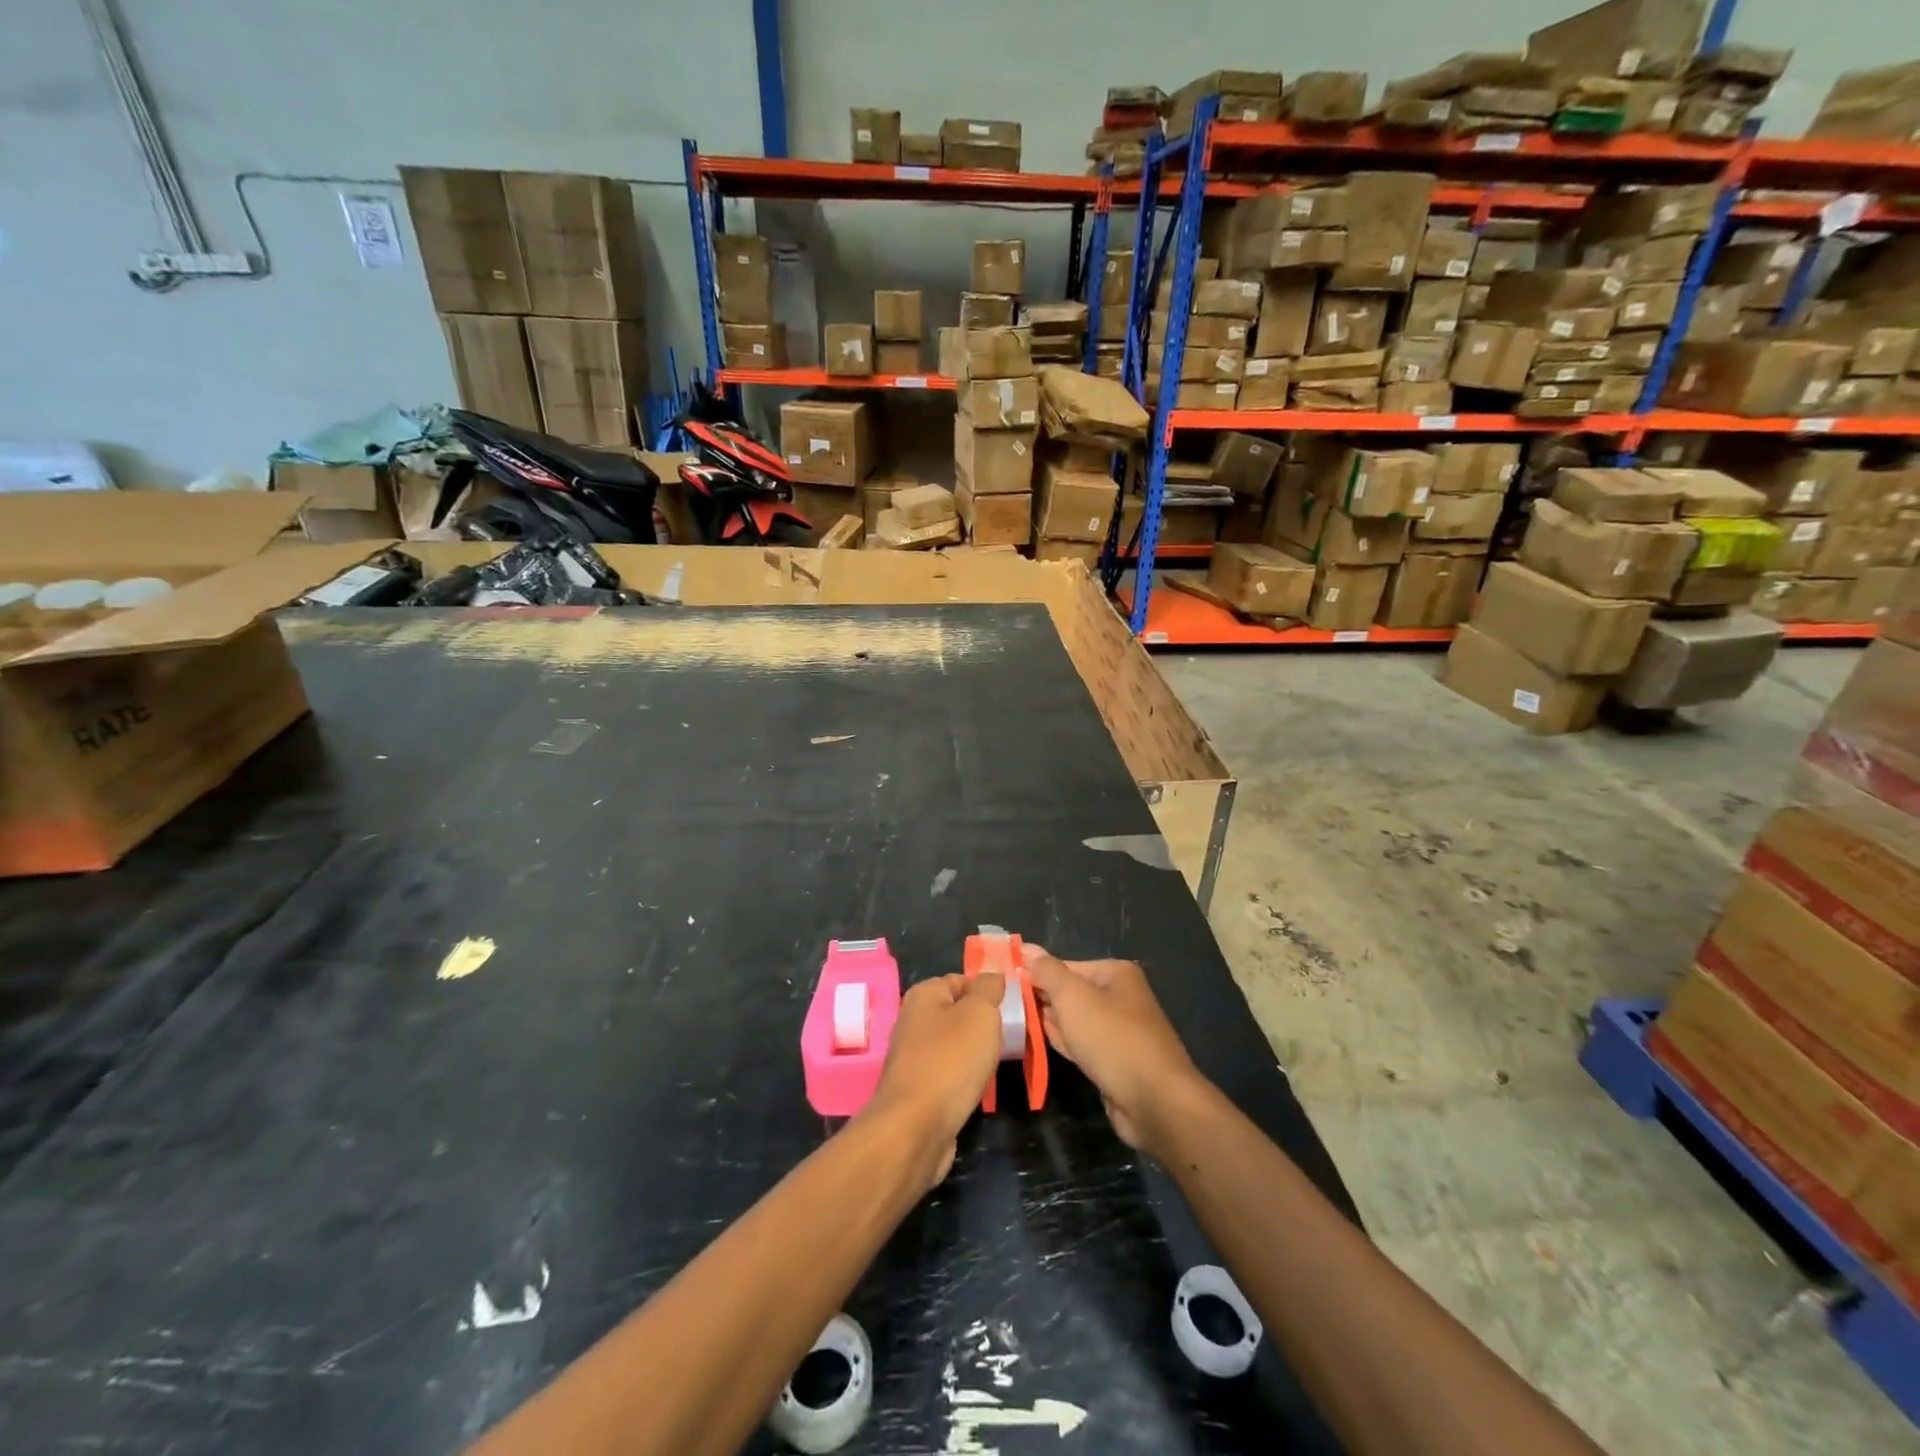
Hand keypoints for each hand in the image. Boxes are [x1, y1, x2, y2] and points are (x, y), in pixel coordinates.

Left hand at [864, 972, 1004, 1188]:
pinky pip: (946, 1073)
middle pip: (956, 1014)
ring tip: (992, 1065)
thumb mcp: (980, 1013)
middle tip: (1004, 1038)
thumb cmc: (951, 1061)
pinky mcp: (915, 1088)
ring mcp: (911, 1056)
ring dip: (973, 1055)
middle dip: (981, 1026)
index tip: (1008, 1010)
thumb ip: (988, 988)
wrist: (916, 1127)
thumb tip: (992, 972)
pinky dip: (962, 1079)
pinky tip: (974, 1089)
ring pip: (952, 1046)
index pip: (961, 980)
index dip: (986, 992)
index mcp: (923, 995)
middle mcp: (912, 1020)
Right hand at [1025, 947, 1204, 1153]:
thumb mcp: (1073, 997)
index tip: (1004, 986)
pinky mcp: (1116, 1061)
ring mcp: (1120, 1031)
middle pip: (1070, 993)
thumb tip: (1025, 947)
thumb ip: (1047, 971)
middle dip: (1042, 1000)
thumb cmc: (1112, 1039)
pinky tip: (1038, 1044)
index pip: (1065, 966)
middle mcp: (1120, 997)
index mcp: (1115, 973)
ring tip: (1014, 1025)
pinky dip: (1064, 1043)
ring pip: (1075, 1021)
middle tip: (1005, 1008)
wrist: (1155, 1102)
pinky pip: (1083, 1045)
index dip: (1035, 975)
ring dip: (1049, 1024)